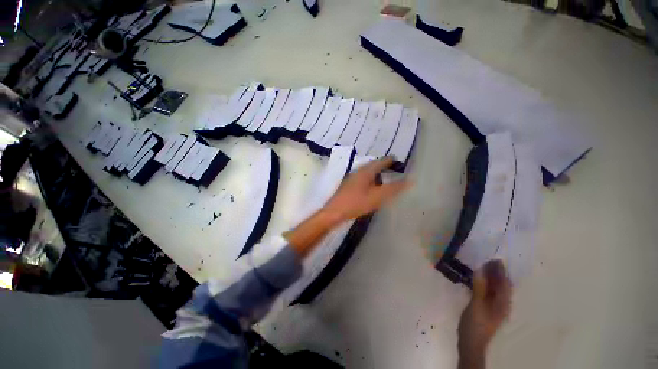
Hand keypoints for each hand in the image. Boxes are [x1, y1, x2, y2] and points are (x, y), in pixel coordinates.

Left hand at [285, 156, 408, 256]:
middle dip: (382, 165)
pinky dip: (370, 179)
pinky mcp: (348, 185)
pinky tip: (371, 186)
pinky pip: (362, 178)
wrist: (334, 212)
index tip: (397, 159)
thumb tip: (409, 180)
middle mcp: (358, 171)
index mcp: (365, 171)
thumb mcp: (377, 197)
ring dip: (375, 172)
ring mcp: (351, 178)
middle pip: (372, 165)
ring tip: (384, 177)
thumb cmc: (356, 203)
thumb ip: (393, 189)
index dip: (389, 160)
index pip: (380, 162)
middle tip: (392, 168)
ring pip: (366, 172)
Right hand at [458, 260, 511, 364]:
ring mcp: (494, 307)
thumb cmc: (475, 324)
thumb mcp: (476, 304)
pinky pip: (488, 292)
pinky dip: (485, 284)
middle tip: (487, 260)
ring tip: (482, 266)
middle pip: (502, 286)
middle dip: (496, 273)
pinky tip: (478, 280)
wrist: (471, 343)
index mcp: (503, 304)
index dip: (501, 271)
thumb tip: (481, 270)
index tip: (494, 259)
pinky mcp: (487, 308)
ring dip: (491, 278)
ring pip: (495, 289)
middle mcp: (502, 304)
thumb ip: (479, 287)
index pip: (505, 284)